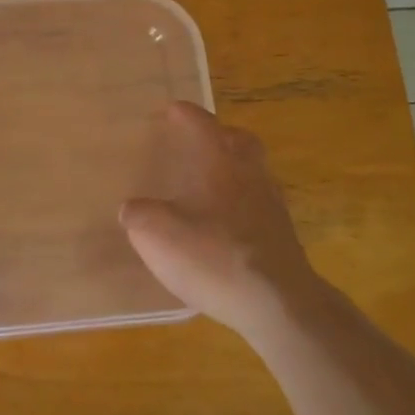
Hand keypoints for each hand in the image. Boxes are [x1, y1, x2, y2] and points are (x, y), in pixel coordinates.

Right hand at [120, 102, 324, 338]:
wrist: (278, 305)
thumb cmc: (216, 257)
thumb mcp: (158, 235)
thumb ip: (139, 216)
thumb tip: (131, 209)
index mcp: (221, 164)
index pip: (203, 125)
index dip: (186, 114)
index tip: (172, 109)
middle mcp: (251, 176)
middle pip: (241, 142)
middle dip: (221, 136)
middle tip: (200, 143)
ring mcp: (272, 207)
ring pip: (254, 173)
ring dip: (234, 172)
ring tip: (208, 188)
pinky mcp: (282, 239)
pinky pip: (259, 207)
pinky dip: (240, 207)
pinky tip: (223, 227)